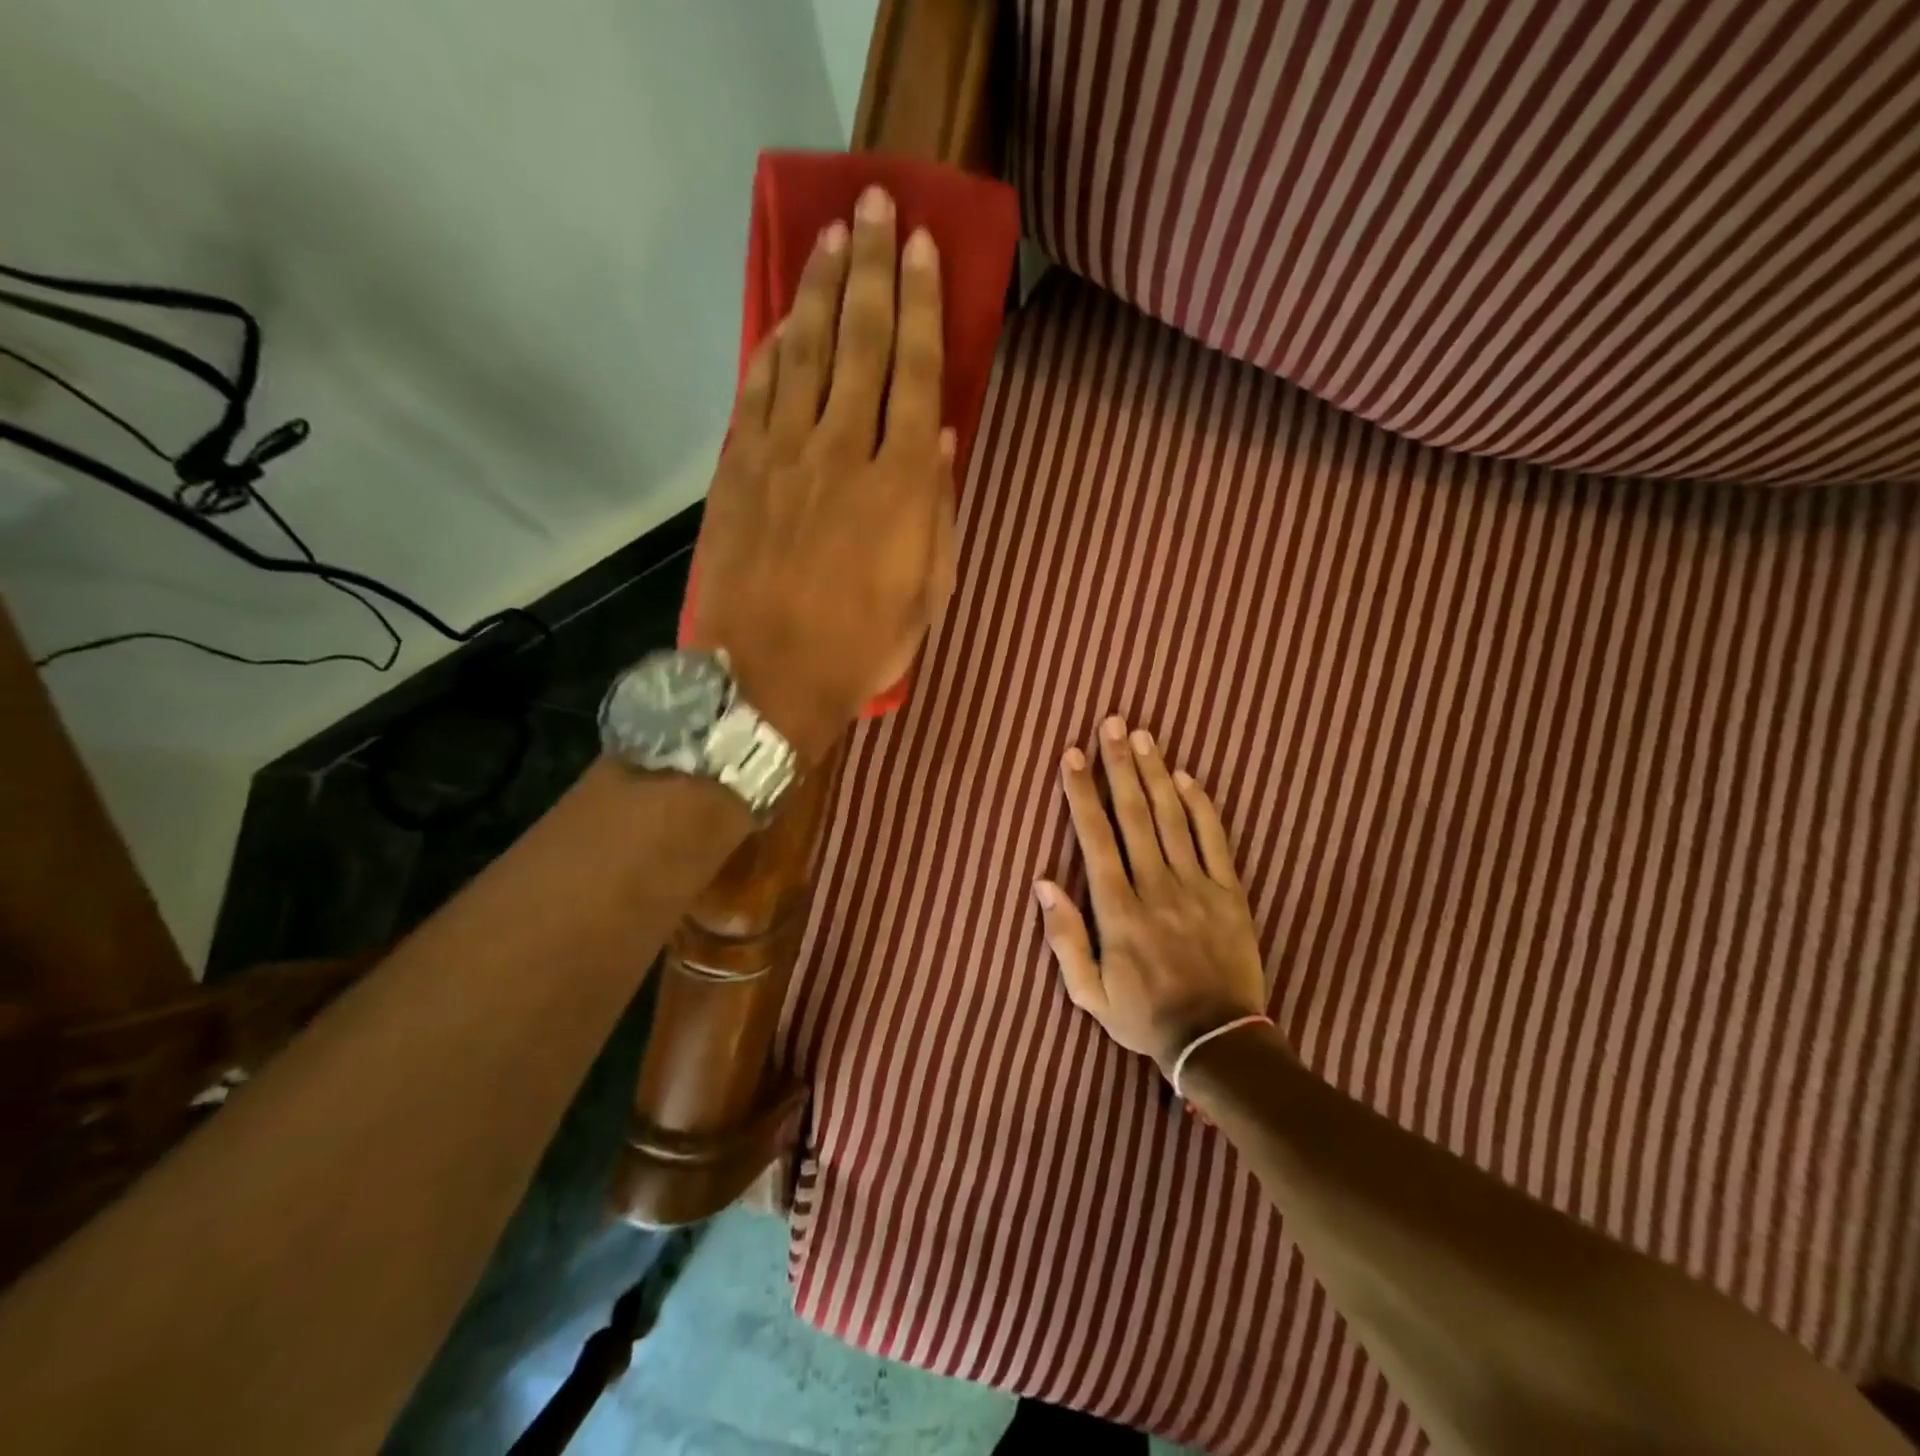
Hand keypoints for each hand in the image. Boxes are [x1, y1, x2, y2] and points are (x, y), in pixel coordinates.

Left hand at [688, 185, 956, 763]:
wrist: (766, 678)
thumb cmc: (860, 647)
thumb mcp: (926, 594)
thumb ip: (937, 512)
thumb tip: (943, 442)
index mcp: (900, 487)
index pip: (916, 375)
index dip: (922, 307)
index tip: (923, 249)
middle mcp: (843, 452)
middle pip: (861, 344)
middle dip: (873, 270)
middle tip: (876, 206)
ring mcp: (783, 456)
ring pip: (806, 355)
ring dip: (821, 291)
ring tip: (833, 239)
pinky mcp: (739, 470)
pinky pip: (758, 393)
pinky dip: (772, 349)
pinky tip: (785, 320)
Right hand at [1035, 716, 1272, 1072]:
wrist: (1218, 1043)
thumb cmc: (1143, 1017)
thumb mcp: (1088, 993)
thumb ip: (1063, 937)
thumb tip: (1044, 882)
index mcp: (1117, 910)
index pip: (1095, 837)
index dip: (1081, 793)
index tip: (1072, 755)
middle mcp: (1155, 887)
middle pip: (1134, 814)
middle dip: (1118, 765)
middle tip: (1110, 723)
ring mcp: (1197, 888)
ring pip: (1173, 818)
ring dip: (1155, 774)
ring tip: (1142, 736)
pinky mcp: (1230, 894)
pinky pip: (1215, 841)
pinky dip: (1201, 806)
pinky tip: (1188, 777)